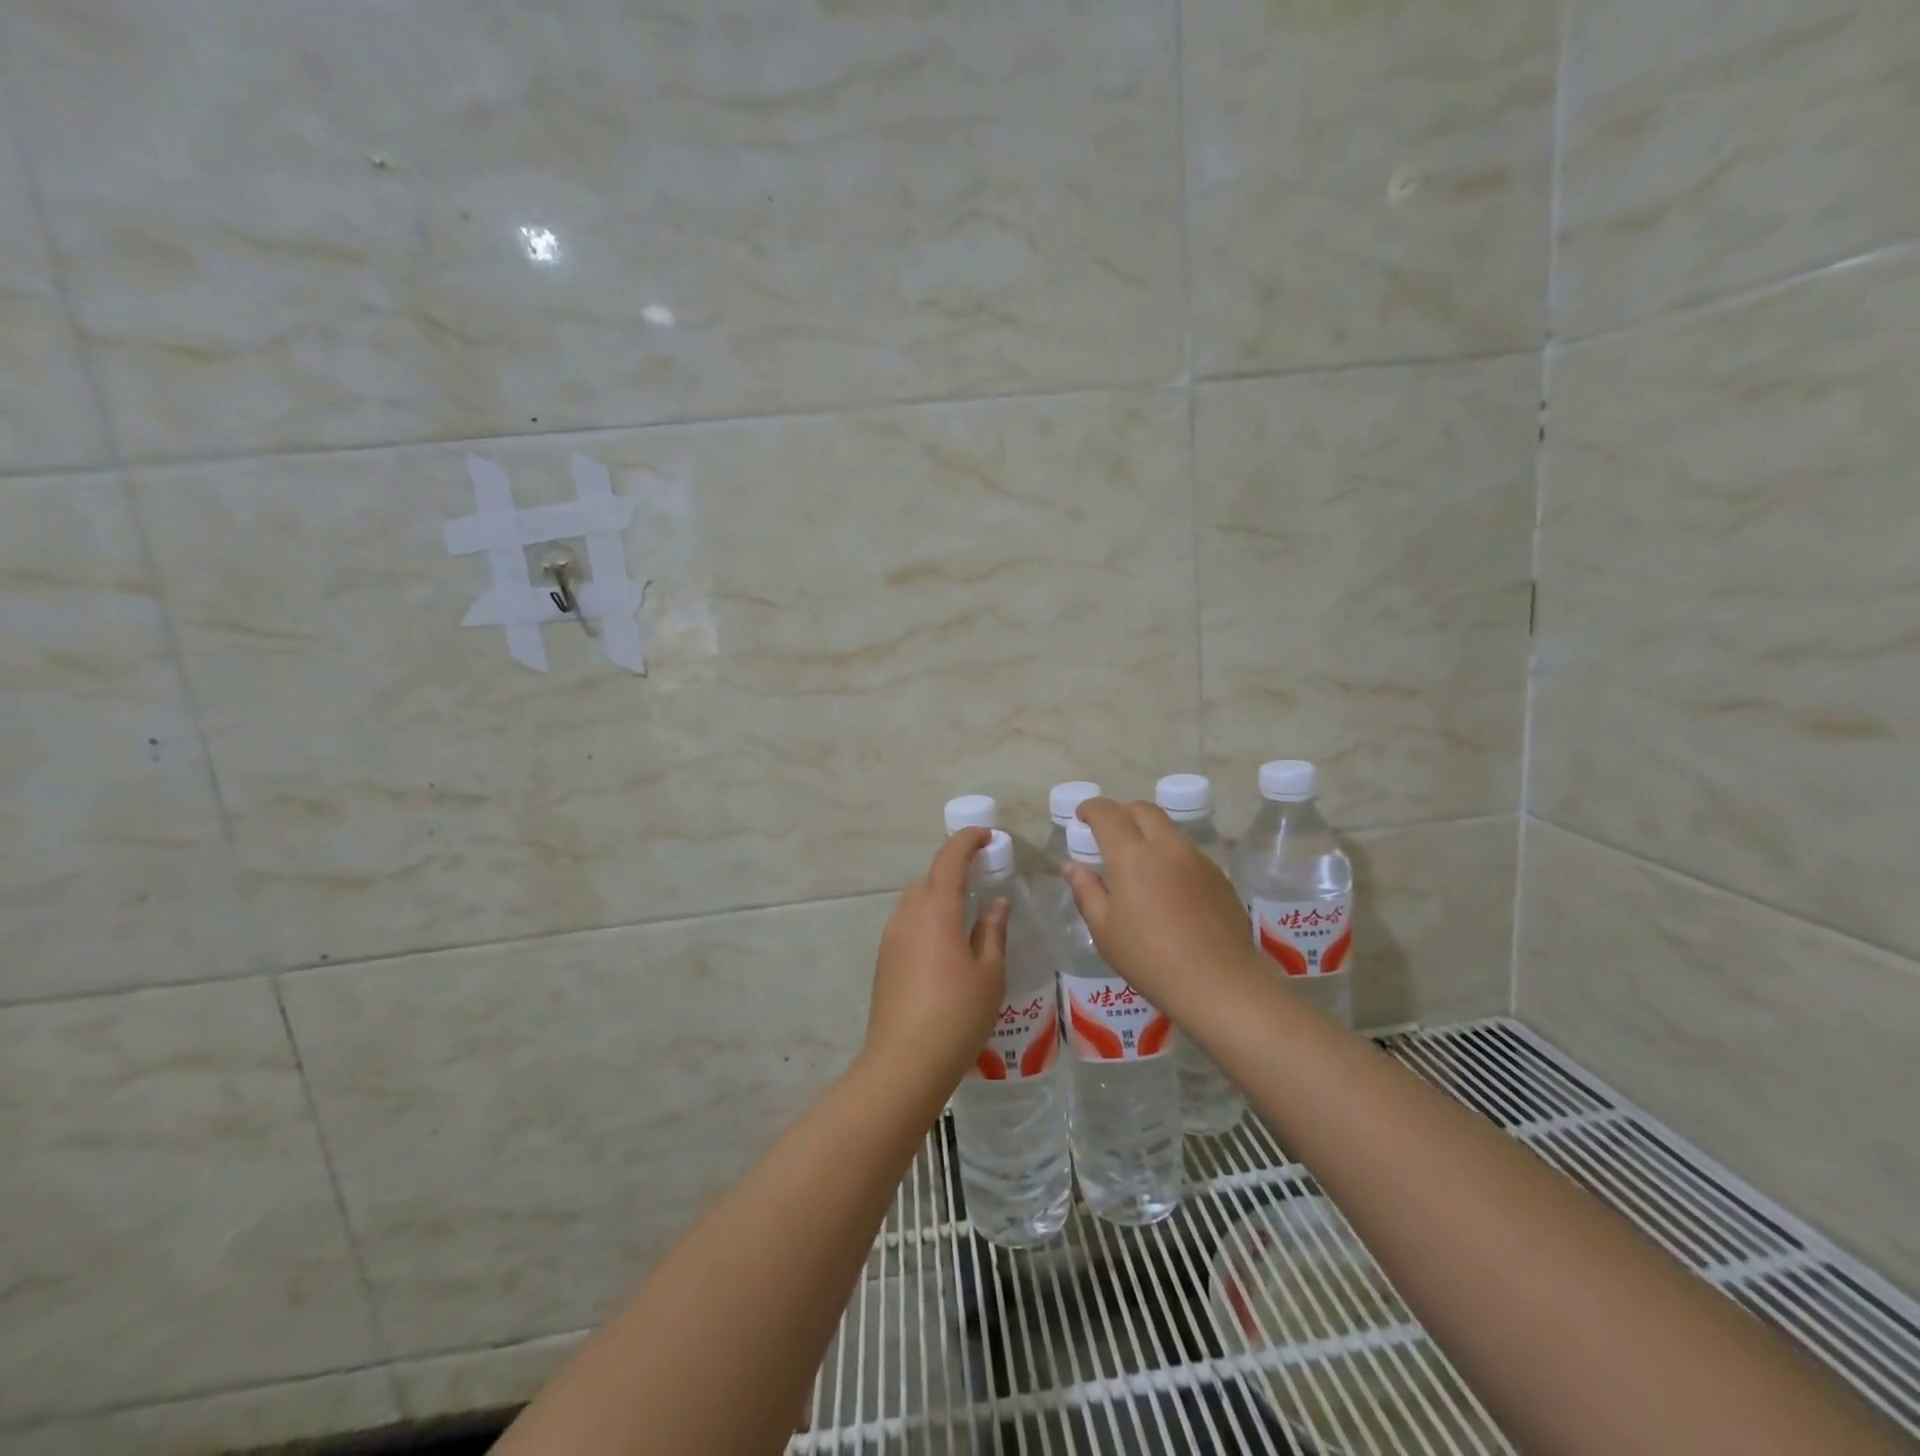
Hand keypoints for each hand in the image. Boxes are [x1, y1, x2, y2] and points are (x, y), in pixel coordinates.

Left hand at [862, 828, 1008, 1095]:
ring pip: (915, 899)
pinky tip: (946, 943)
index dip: (967, 841)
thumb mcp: (989, 973)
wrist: (904, 1063)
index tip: (988, 836)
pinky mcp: (884, 959)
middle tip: (983, 877)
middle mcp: (908, 915)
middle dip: (954, 869)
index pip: (950, 859)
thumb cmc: (957, 1016)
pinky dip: (928, 917)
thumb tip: (996, 903)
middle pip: (929, 877)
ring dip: (939, 894)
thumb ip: (992, 931)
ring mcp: (891, 937)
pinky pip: (907, 922)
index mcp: (937, 910)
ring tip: (966, 912)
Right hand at [1064, 798, 1259, 1014]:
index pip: (1108, 813)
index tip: (1081, 817)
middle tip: (1107, 833)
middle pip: (1143, 810)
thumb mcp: (1104, 930)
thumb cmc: (1150, 959)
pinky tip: (1167, 888)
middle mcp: (1167, 847)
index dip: (1091, 808)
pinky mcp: (1219, 877)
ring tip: (1137, 862)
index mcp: (1132, 855)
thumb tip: (1073, 866)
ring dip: (1147, 833)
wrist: (1220, 984)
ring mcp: (1198, 860)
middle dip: (1121, 812)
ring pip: (1168, 830)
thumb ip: (1086, 891)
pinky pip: (1188, 853)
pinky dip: (1170, 855)